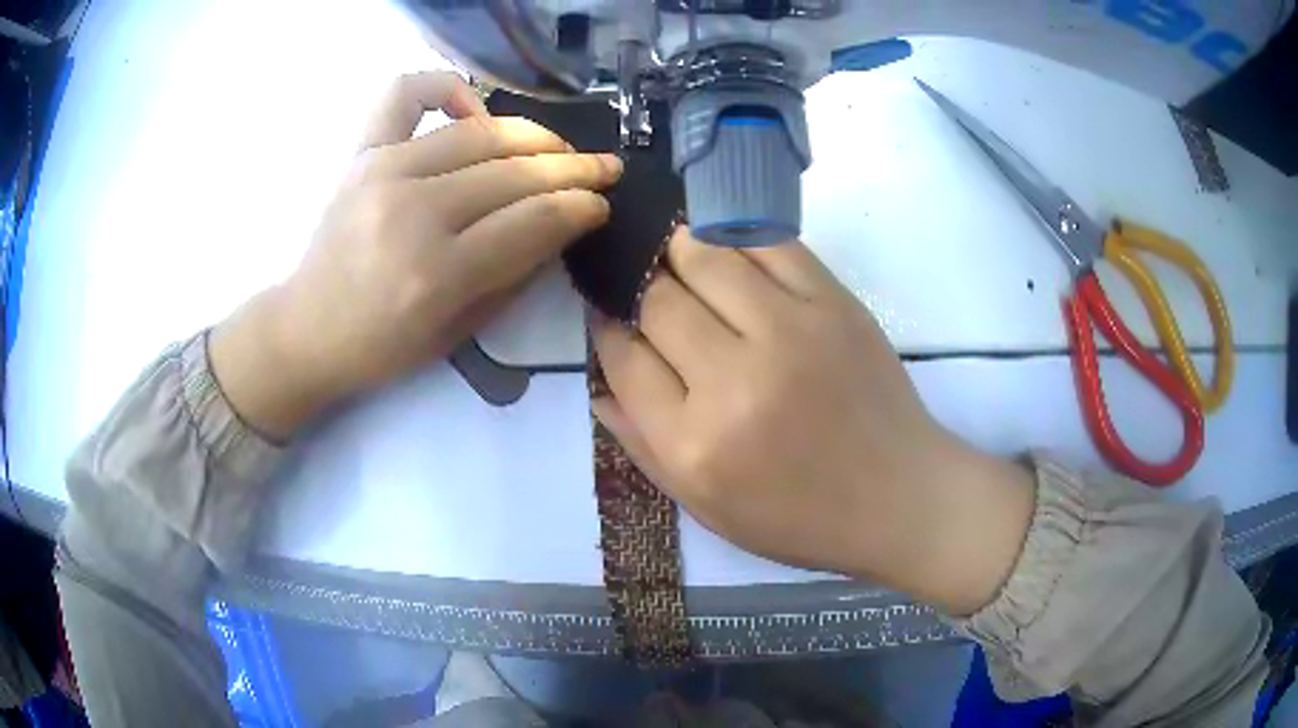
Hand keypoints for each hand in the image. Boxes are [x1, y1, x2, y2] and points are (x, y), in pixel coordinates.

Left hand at [211, 72, 622, 438]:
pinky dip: (447, 86)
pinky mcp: (362, 153)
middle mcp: (412, 212)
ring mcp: (383, 172)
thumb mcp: (459, 331)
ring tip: (556, 148)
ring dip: (533, 135)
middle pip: (514, 172)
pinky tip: (472, 109)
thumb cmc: (382, 346)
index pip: (534, 220)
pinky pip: (407, 93)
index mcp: (437, 274)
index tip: (604, 204)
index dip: (581, 207)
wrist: (307, 329)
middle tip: (604, 168)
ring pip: (480, 133)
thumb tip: (561, 223)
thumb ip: (514, 273)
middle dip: (574, 168)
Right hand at [592, 229, 1034, 614]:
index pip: (623, 358)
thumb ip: (642, 445)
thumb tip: (597, 384)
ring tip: (673, 254)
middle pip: (656, 300)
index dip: (606, 329)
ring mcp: (789, 333)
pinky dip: (733, 237)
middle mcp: (734, 381)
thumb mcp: (706, 508)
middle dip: (637, 287)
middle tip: (640, 285)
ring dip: (676, 250)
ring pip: (703, 257)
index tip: (608, 318)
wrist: (899, 497)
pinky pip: (767, 244)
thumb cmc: (800, 518)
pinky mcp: (833, 303)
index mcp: (695, 444)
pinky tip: (724, 246)